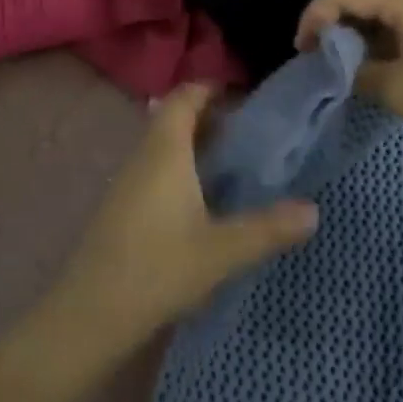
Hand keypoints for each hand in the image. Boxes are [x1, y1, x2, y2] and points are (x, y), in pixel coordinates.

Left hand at [43, 84, 318, 355]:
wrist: (90, 314)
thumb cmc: (157, 269)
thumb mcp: (221, 251)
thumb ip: (267, 228)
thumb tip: (313, 210)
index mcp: (165, 150)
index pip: (185, 96)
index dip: (211, 87)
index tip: (243, 93)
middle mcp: (143, 154)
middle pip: (173, 116)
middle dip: (208, 115)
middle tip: (248, 129)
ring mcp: (127, 180)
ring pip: (163, 143)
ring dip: (193, 142)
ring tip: (232, 160)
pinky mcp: (121, 205)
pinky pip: (154, 167)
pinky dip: (180, 165)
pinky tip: (201, 197)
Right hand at [296, 0, 402, 161]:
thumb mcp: (395, 88)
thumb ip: (355, 69)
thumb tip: (337, 64)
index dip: (316, 14)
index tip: (301, 47)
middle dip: (331, 20)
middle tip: (313, 52)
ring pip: (379, 10)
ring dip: (353, 31)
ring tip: (336, 61)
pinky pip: (397, 23)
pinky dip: (375, 39)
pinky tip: (367, 63)